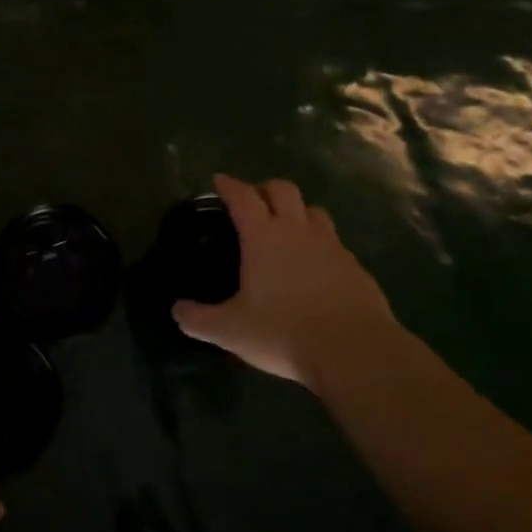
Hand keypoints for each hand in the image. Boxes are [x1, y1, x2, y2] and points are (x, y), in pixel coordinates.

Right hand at [173, 175, 399, 390]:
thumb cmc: (283, 332)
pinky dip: (320, 244)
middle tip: (253, 201)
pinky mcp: (355, 267)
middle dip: (265, 188)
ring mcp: (332, 246)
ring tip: (287, 228)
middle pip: (283, 189)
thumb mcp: (230, 331)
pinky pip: (335, 243)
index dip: (229, 185)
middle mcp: (298, 230)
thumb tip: (177, 311)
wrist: (354, 350)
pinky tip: (315, 267)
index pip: (243, 196)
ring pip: (314, 211)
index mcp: (264, 236)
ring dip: (297, 211)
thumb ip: (199, 319)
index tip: (219, 180)